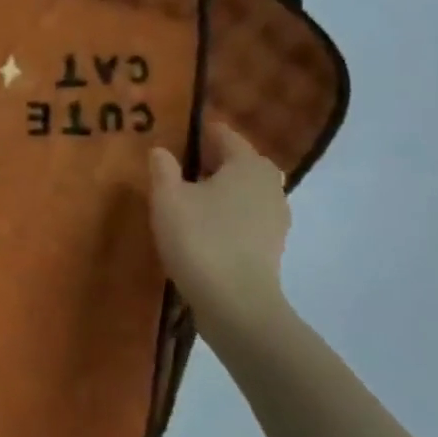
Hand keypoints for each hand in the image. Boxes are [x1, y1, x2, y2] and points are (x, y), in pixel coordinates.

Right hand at [150, 119, 290, 330]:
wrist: (236, 303)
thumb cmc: (200, 239)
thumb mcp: (167, 198)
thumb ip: (163, 168)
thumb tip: (161, 151)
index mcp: (248, 163)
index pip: (222, 134)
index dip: (195, 133)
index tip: (170, 138)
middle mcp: (269, 183)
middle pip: (235, 162)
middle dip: (207, 162)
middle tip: (173, 170)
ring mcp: (276, 216)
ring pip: (241, 190)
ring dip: (217, 190)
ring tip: (184, 201)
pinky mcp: (272, 244)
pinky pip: (244, 216)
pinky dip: (225, 214)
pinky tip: (200, 228)